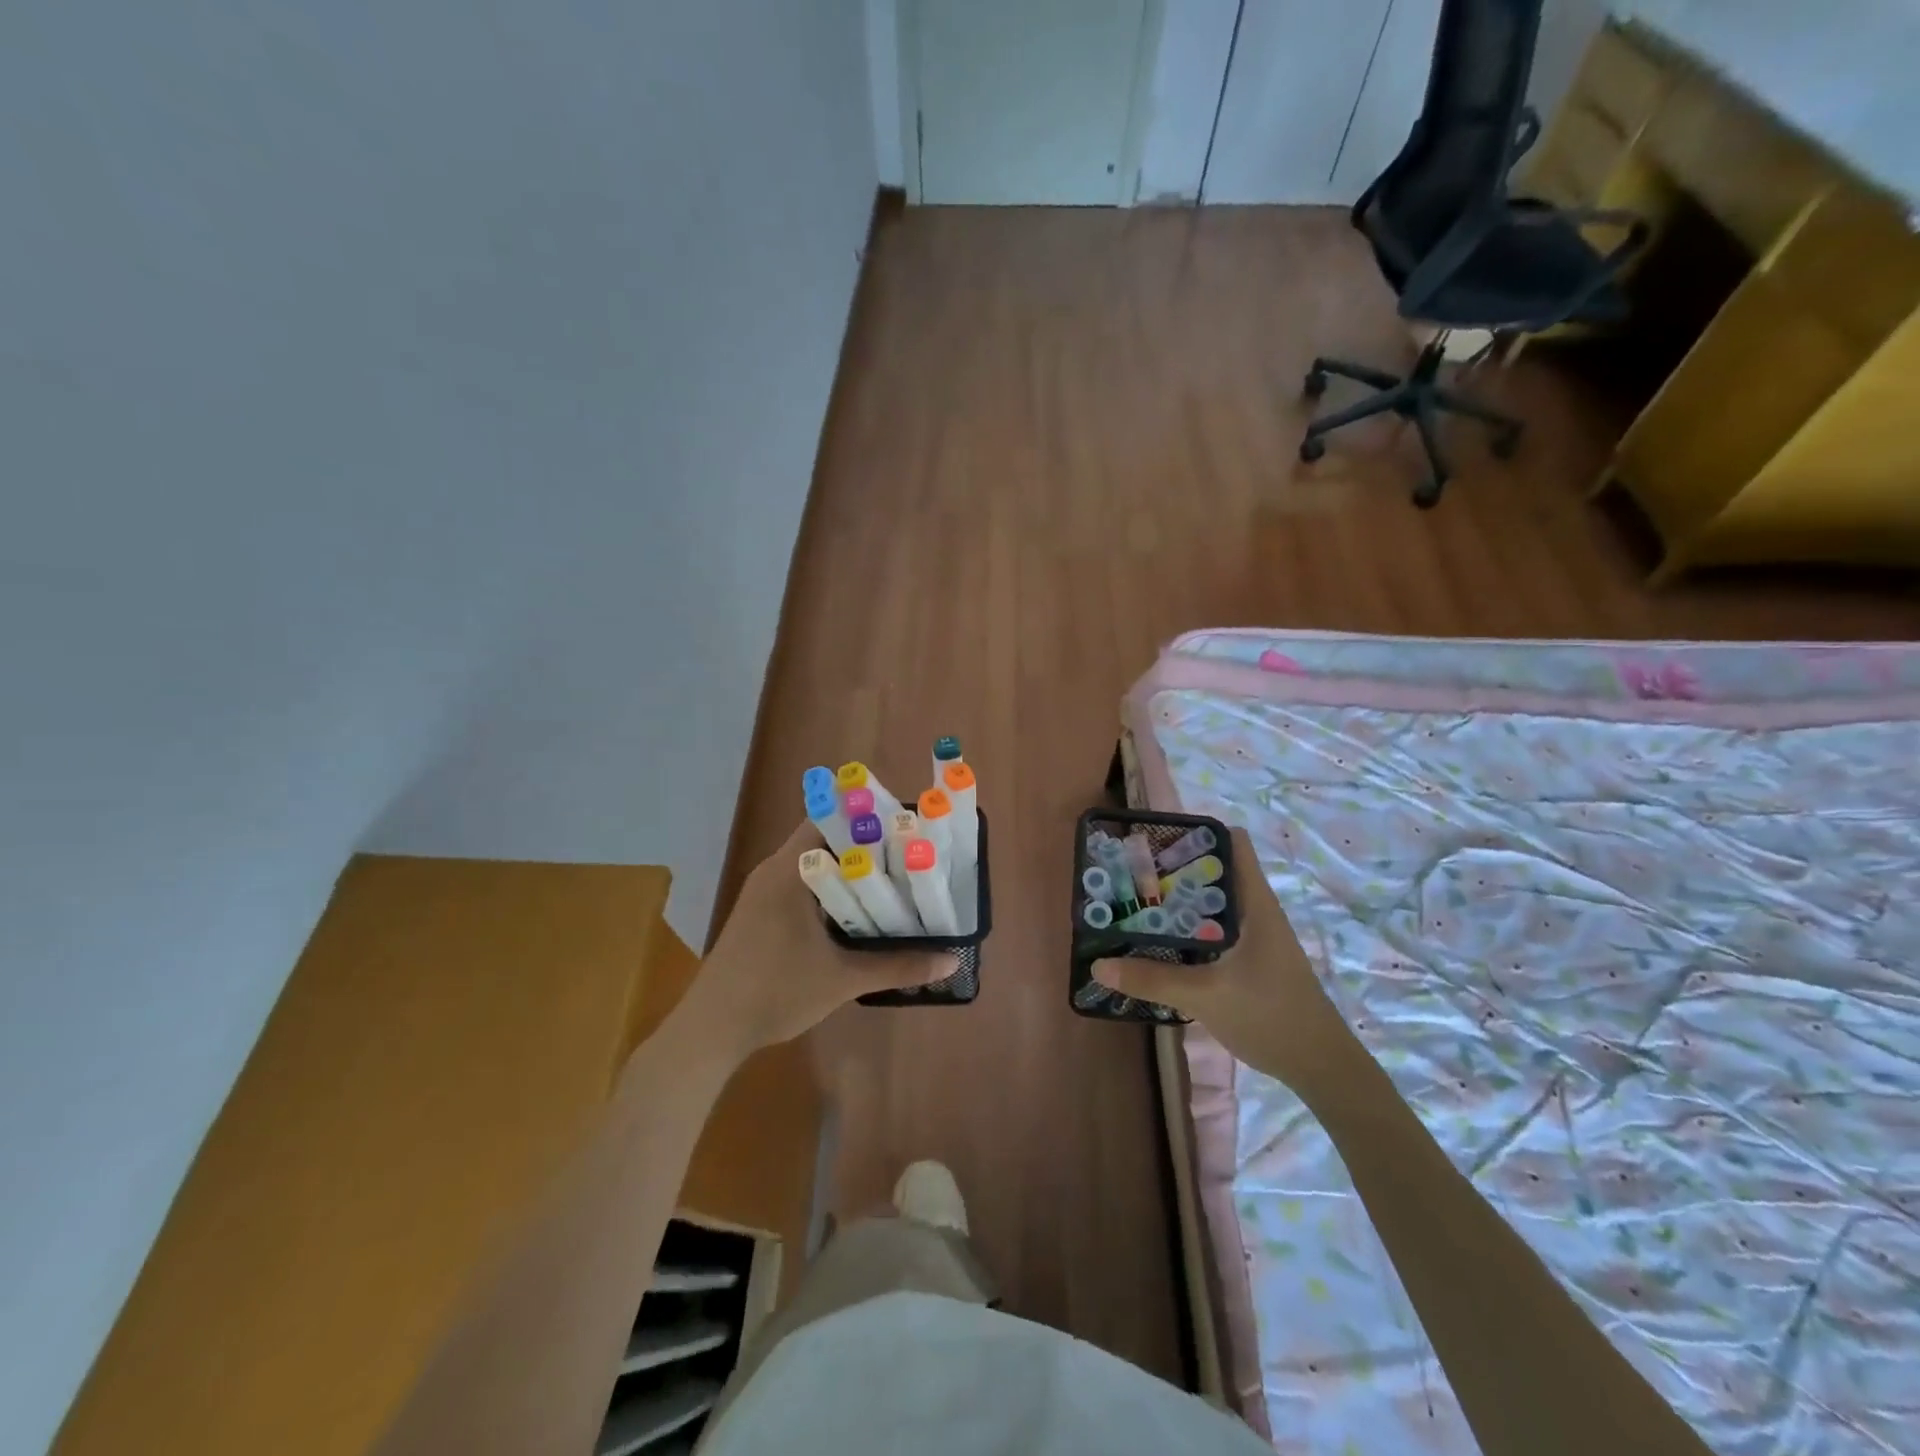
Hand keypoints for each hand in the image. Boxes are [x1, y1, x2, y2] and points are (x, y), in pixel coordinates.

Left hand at [685, 822, 954, 1059]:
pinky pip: (802, 884)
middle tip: (912, 854)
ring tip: (895, 877)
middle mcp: (774, 870)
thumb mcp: (843, 979)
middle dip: (867, 844)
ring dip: (849, 869)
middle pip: (826, 839)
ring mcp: (763, 891)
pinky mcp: (760, 912)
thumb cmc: (775, 992)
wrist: (711, 1030)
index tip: (905, 826)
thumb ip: (898, 966)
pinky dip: (831, 888)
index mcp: (789, 870)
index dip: (868, 816)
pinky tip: (859, 910)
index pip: (830, 818)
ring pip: (814, 864)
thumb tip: (952, 960)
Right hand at [1093, 827, 1353, 1089]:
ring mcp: (1257, 938)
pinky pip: (1216, 931)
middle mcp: (1257, 912)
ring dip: (1182, 903)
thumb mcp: (1205, 996)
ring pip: (1215, 904)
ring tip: (1139, 904)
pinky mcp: (1253, 961)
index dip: (1198, 833)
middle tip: (1135, 875)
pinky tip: (1163, 944)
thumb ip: (1151, 979)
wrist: (1320, 1068)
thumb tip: (1098, 966)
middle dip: (1177, 870)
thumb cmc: (1271, 1016)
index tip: (1158, 841)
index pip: (1233, 843)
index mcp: (1256, 904)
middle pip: (1217, 872)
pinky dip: (1191, 930)